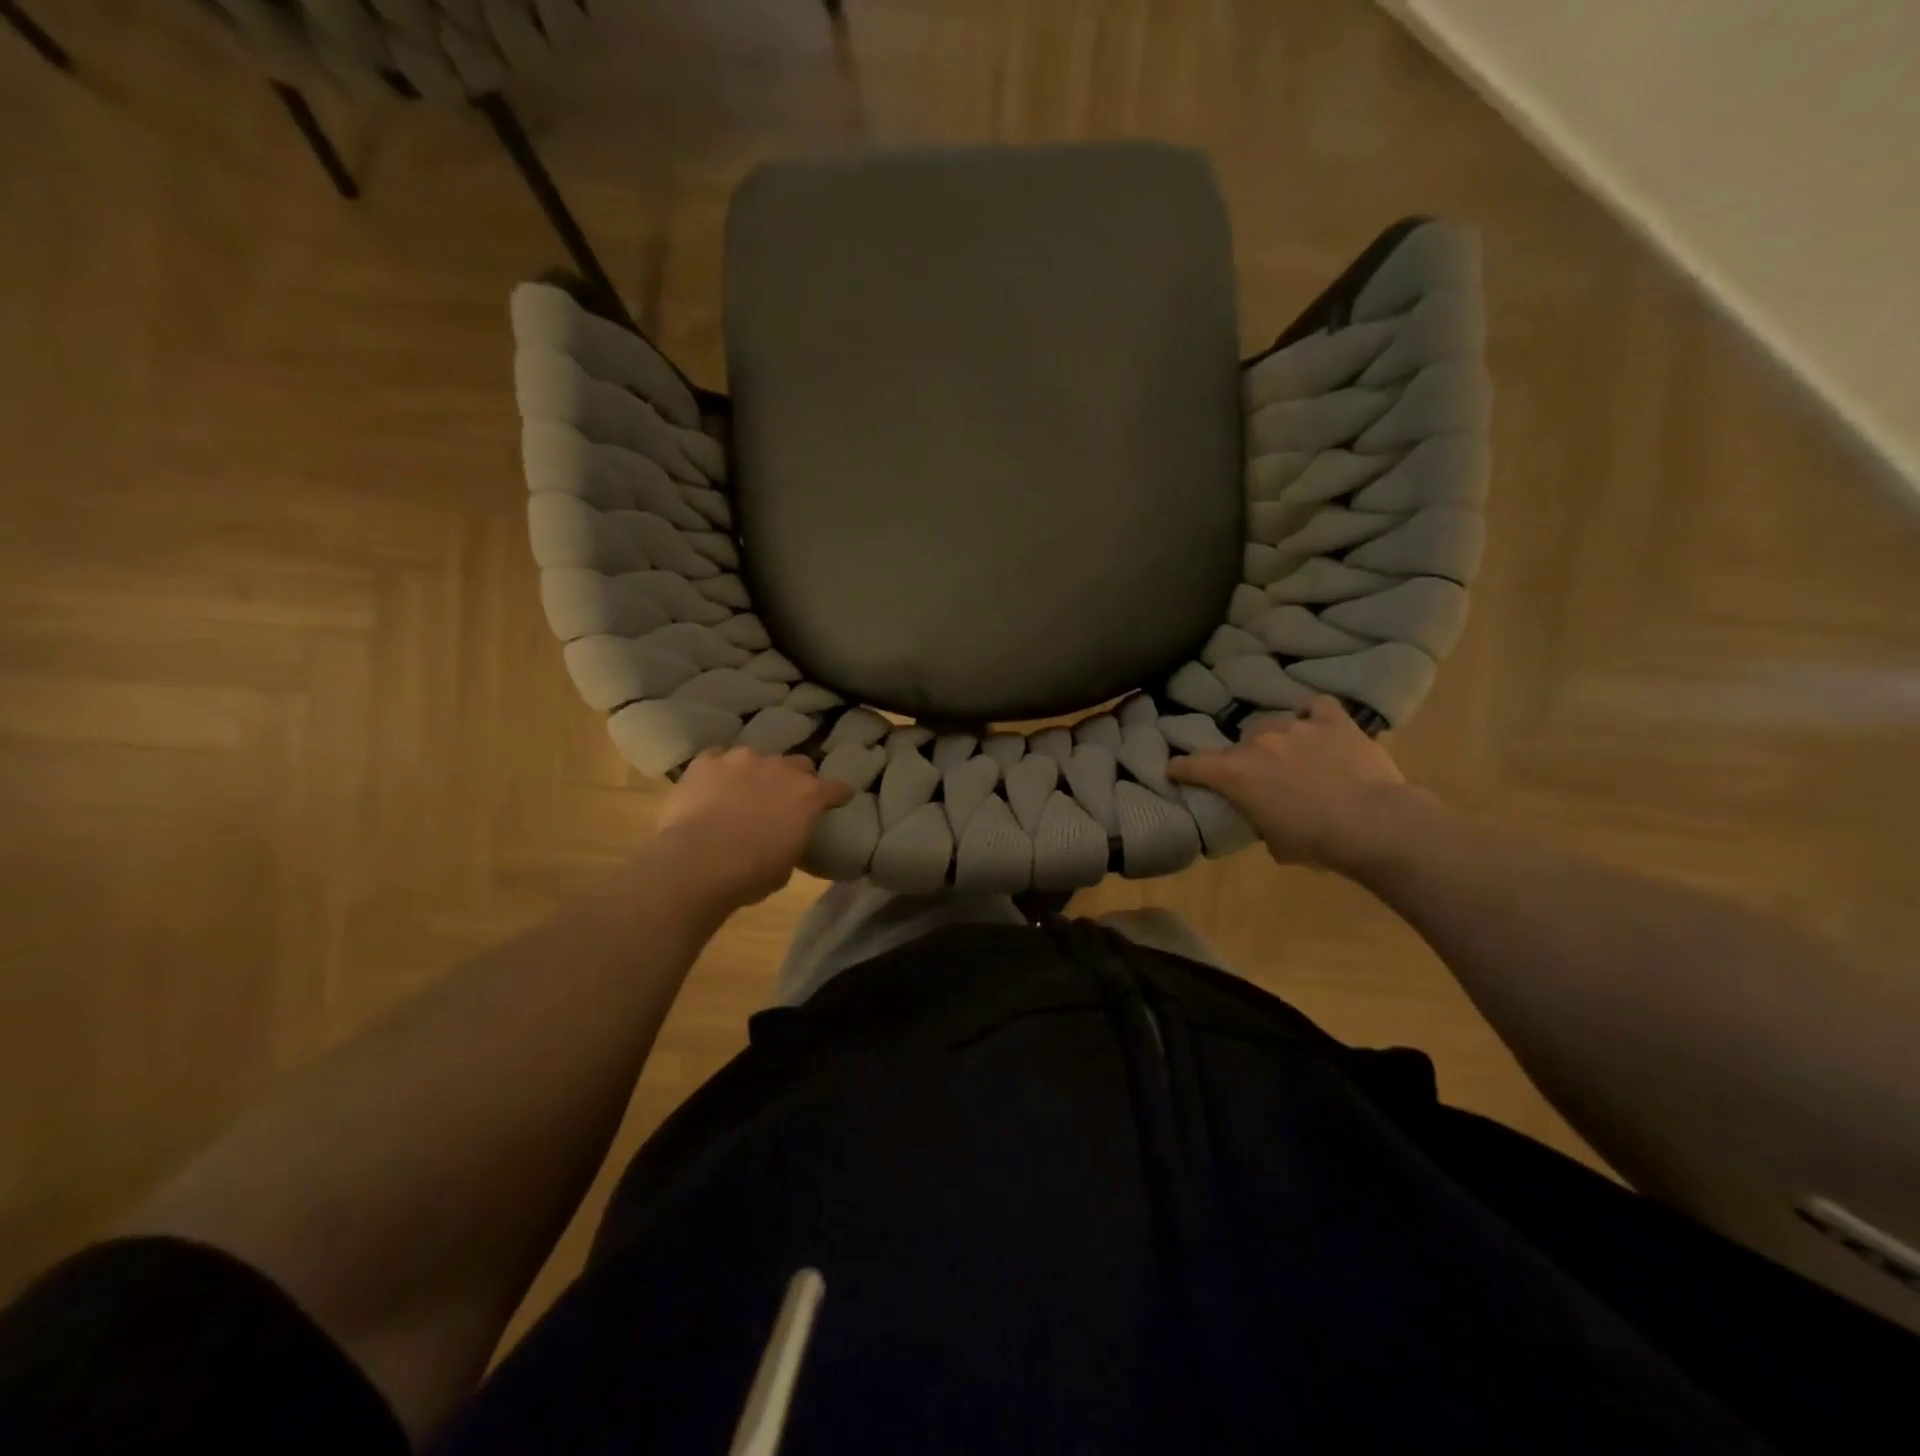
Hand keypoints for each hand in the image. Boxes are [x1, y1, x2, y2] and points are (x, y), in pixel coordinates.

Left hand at [656, 748, 851, 906]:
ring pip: (757, 757)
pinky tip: (712, 787)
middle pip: (799, 764)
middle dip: (796, 779)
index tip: (837, 801)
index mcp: (808, 795)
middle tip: (785, 798)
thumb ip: (792, 839)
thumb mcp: (786, 865)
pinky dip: (720, 771)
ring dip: (756, 773)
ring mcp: (741, 759)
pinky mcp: (707, 761)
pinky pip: (718, 759)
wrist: (696, 863)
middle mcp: (780, 768)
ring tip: (743, 792)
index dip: (837, 795)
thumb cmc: (750, 873)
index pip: (836, 788)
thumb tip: (784, 836)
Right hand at [1167, 696, 1424, 871]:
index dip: (1180, 768)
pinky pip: (1316, 706)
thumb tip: (1264, 814)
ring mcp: (1295, 726)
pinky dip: (1315, 716)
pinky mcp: (1332, 720)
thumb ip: (1258, 818)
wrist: (1373, 824)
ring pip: (1274, 725)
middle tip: (1261, 777)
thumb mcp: (1274, 840)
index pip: (1191, 764)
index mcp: (1234, 773)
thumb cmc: (1315, 842)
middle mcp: (1257, 742)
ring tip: (1295, 755)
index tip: (1174, 770)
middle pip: (1239, 743)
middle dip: (1245, 758)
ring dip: (1279, 740)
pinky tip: (1320, 726)